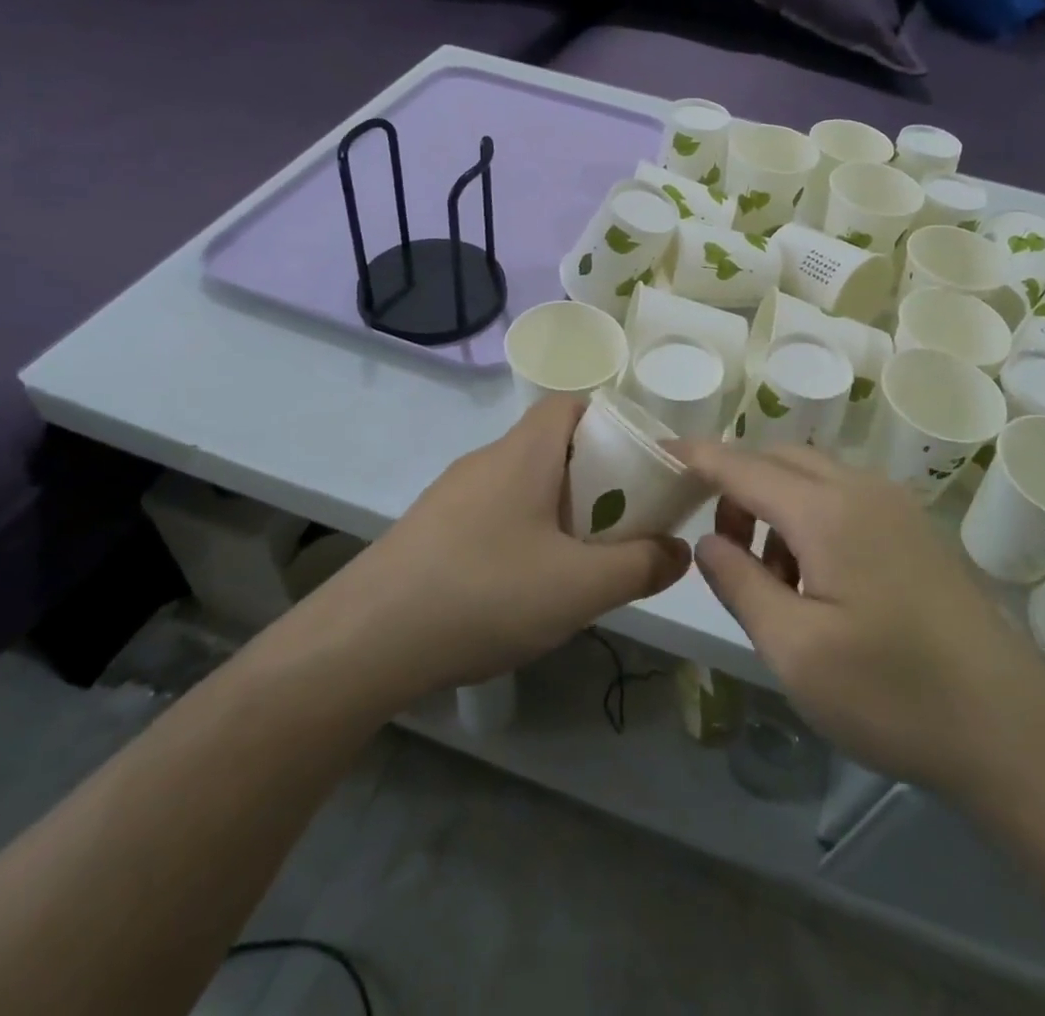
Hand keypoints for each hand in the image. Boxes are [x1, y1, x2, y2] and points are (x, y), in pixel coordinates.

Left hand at [294, 397, 691, 708]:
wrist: (366, 641)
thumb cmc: (485, 592)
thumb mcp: (580, 587)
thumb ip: (641, 566)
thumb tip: (678, 550)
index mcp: (524, 452)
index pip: (571, 404)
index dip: (611, 422)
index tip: (639, 464)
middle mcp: (487, 460)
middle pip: (552, 446)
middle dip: (594, 477)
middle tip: (622, 522)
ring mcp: (453, 495)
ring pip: (523, 484)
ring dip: (559, 511)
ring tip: (581, 562)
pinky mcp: (431, 530)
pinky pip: (494, 515)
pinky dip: (523, 535)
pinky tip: (524, 589)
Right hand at [678, 441, 1044, 792]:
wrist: (1011, 729)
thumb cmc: (893, 694)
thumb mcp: (795, 650)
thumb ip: (740, 584)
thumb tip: (709, 541)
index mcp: (828, 510)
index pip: (743, 465)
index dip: (698, 457)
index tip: (660, 451)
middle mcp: (862, 489)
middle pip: (780, 460)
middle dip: (738, 487)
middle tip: (722, 547)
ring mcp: (895, 505)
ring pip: (813, 477)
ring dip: (776, 505)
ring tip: (771, 577)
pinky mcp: (915, 529)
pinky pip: (844, 498)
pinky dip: (810, 518)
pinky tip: (817, 581)